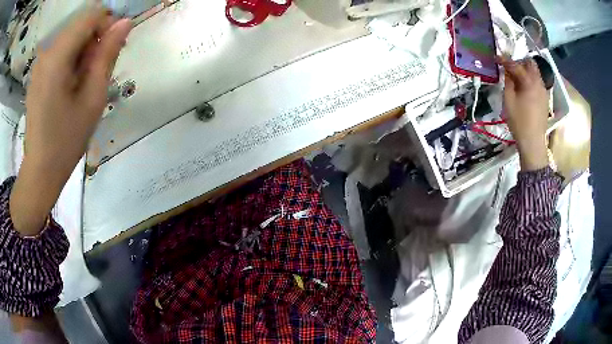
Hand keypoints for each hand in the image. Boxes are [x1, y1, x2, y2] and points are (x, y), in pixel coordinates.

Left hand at [10, 7, 131, 235]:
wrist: (41, 171)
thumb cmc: (67, 140)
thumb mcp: (93, 98)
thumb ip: (107, 55)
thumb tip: (125, 23)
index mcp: (57, 57)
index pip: (90, 16)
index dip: (107, 24)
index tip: (113, 48)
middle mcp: (46, 53)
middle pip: (80, 25)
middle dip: (95, 38)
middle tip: (100, 69)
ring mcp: (40, 63)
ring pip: (71, 37)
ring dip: (84, 50)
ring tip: (86, 81)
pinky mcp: (38, 73)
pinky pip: (61, 51)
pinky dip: (72, 59)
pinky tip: (72, 84)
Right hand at [498, 56, 549, 170]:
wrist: (533, 142)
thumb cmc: (519, 122)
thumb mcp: (509, 100)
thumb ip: (508, 82)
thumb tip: (507, 71)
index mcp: (529, 82)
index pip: (515, 64)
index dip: (505, 60)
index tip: (496, 58)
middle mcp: (538, 82)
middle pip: (530, 63)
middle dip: (520, 61)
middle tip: (510, 67)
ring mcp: (543, 90)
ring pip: (535, 72)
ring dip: (526, 70)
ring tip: (517, 77)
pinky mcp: (545, 98)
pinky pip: (538, 82)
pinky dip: (531, 80)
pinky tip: (525, 88)